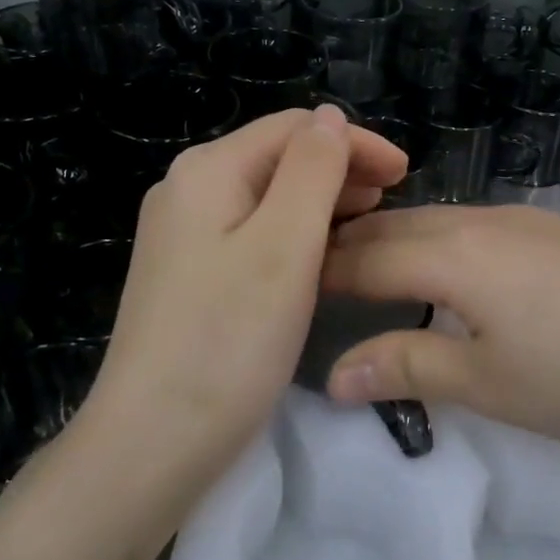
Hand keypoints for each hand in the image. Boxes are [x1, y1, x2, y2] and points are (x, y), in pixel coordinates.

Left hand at [84, 106, 407, 471]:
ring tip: (369, 225)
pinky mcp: (189, 275)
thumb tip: (330, 118)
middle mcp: (188, 191)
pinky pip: (253, 233)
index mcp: (208, 171)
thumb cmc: (229, 338)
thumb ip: (312, 170)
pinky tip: (322, 257)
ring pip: (267, 197)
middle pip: (277, 157)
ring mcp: (184, 235)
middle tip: (394, 201)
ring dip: (321, 201)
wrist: (153, 441)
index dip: (354, 141)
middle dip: (340, 169)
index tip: (406, 174)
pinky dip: (295, 234)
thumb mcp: (285, 244)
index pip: (294, 128)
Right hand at [321, 205, 559, 458]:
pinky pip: (475, 228)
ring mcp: (526, 220)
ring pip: (437, 222)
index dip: (321, 273)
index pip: (365, 257)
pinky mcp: (558, 232)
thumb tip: (334, 375)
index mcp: (455, 255)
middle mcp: (483, 221)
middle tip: (313, 279)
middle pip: (397, 227)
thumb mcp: (489, 384)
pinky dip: (438, 246)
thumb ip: (407, 370)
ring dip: (395, 243)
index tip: (286, 290)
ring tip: (368, 276)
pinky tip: (447, 275)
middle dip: (349, 248)